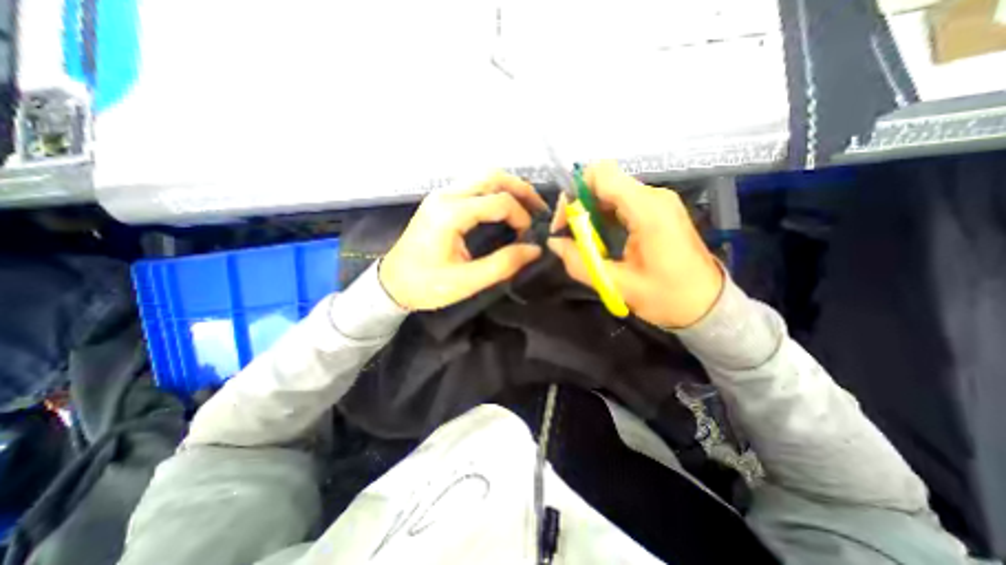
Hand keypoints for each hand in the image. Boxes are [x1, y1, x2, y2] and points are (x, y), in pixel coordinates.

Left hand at [380, 172, 548, 312]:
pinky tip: (504, 209)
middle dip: (520, 189)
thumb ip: (503, 264)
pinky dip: (494, 193)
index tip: (528, 236)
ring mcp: (441, 195)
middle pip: (492, 176)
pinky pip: (474, 187)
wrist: (390, 284)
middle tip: (538, 209)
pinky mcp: (440, 201)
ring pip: (483, 177)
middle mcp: (445, 196)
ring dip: (508, 188)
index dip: (521, 216)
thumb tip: (534, 250)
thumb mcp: (466, 282)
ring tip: (526, 207)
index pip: (499, 201)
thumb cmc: (426, 286)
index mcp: (450, 214)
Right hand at [550, 161, 723, 327]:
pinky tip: (602, 241)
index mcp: (647, 210)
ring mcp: (658, 202)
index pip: (601, 174)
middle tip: (571, 236)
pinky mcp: (659, 211)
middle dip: (579, 205)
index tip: (565, 223)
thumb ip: (580, 263)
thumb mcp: (618, 285)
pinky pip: (622, 203)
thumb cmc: (667, 297)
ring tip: (586, 243)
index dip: (575, 192)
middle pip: (604, 181)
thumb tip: (554, 243)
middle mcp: (654, 197)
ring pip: (611, 192)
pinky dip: (604, 217)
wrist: (709, 305)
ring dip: (591, 213)